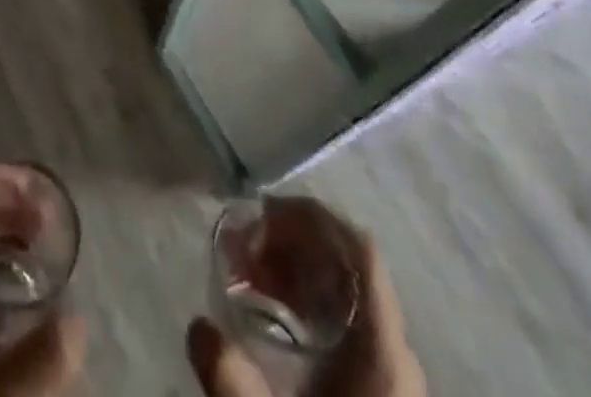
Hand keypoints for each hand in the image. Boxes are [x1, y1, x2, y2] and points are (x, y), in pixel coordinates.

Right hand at [187, 201, 423, 396]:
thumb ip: (233, 381)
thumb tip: (196, 327)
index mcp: (383, 349)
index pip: (359, 251)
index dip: (312, 217)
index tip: (262, 211)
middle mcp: (394, 351)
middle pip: (346, 265)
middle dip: (289, 243)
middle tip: (241, 246)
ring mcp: (390, 372)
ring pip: (344, 292)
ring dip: (293, 269)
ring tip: (246, 273)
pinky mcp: (377, 388)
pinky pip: (344, 321)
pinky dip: (305, 300)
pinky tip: (269, 312)